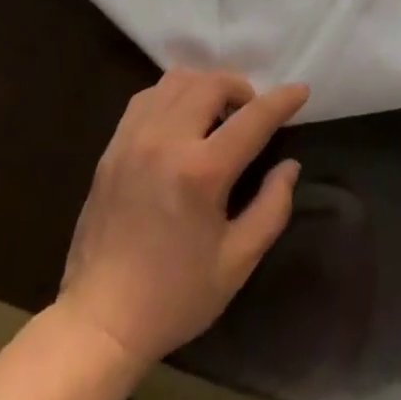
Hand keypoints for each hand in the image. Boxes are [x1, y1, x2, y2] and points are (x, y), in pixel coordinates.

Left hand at [56, 69, 308, 369]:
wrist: (100, 319)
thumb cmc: (174, 296)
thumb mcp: (235, 264)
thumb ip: (271, 209)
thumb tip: (290, 166)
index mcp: (201, 172)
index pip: (252, 118)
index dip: (281, 100)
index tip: (300, 90)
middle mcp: (167, 140)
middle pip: (212, 83)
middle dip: (241, 89)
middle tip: (250, 114)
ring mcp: (135, 137)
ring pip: (178, 80)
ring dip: (206, 86)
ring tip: (216, 114)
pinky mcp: (114, 143)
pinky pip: (149, 95)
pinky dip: (173, 94)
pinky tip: (181, 119)